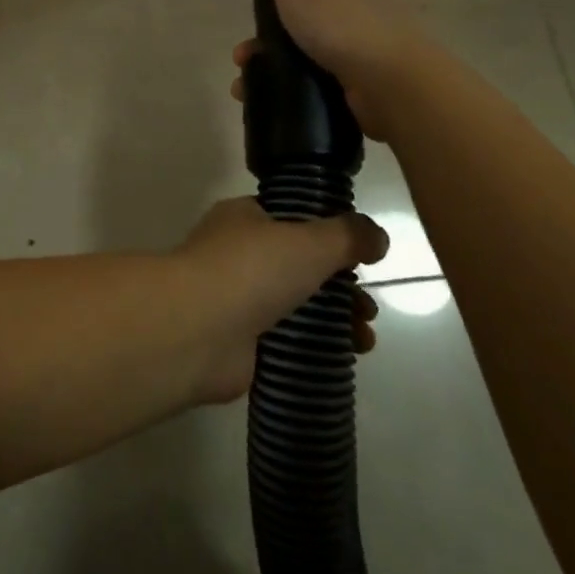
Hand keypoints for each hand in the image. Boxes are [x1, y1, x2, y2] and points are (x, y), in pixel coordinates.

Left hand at [176, 197, 387, 404]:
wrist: (197, 331)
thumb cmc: (251, 270)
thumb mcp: (309, 241)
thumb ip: (348, 235)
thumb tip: (378, 236)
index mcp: (243, 217)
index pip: (290, 217)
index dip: (328, 236)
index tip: (360, 258)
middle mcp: (235, 253)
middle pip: (298, 265)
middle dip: (340, 285)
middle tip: (368, 308)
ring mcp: (234, 298)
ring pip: (295, 304)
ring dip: (334, 318)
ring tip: (365, 339)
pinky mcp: (237, 342)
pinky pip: (284, 340)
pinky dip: (313, 346)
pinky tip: (343, 356)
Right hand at [232, 0, 431, 137]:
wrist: (394, 86)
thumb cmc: (342, 29)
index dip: (279, 0)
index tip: (255, 20)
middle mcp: (358, 20)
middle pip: (304, 29)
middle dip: (267, 45)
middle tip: (242, 61)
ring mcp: (365, 59)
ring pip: (308, 64)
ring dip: (273, 75)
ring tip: (246, 92)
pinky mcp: (365, 95)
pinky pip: (321, 93)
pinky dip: (296, 100)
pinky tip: (275, 110)